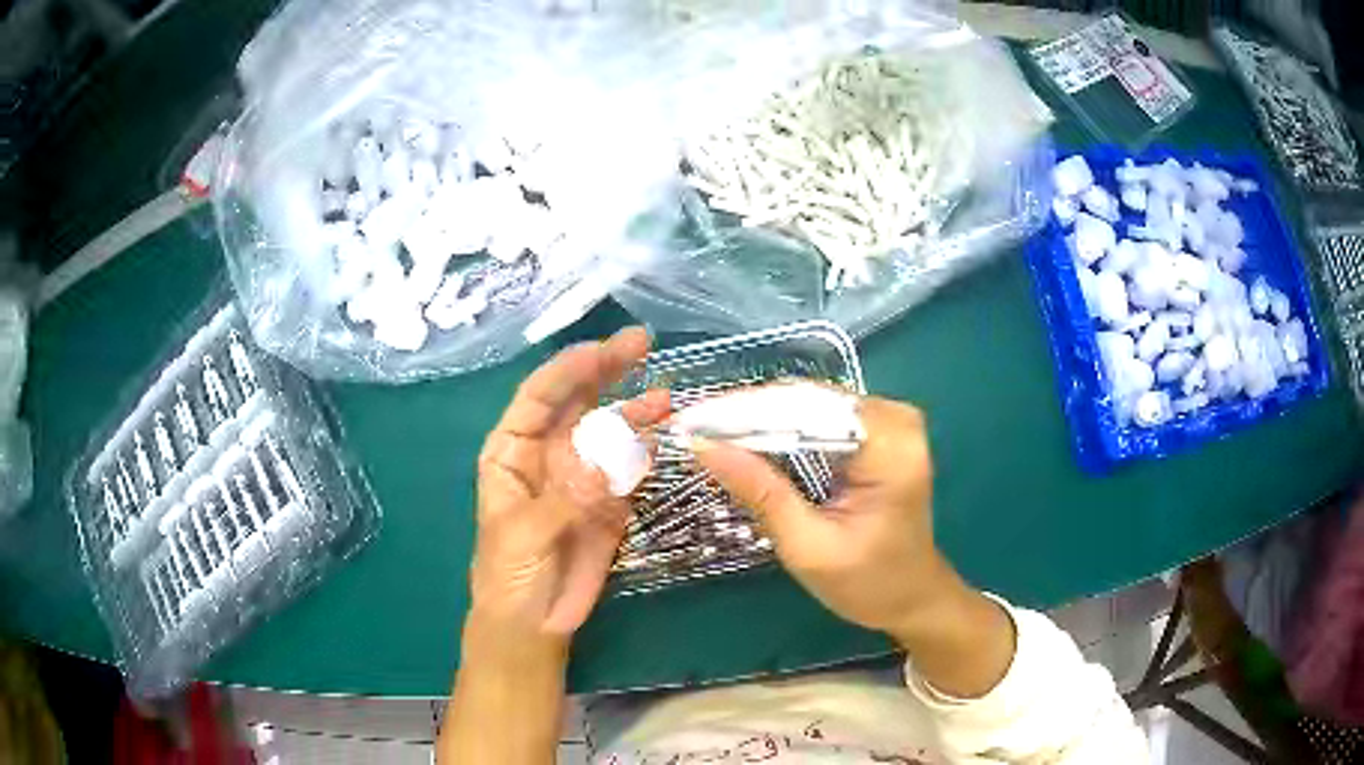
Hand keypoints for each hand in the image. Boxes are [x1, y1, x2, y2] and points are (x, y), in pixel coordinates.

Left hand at [471, 326, 669, 637]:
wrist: (534, 622)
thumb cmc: (509, 573)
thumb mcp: (524, 534)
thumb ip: (565, 498)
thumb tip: (605, 463)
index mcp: (513, 450)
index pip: (540, 396)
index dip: (571, 369)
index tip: (605, 351)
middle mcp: (549, 452)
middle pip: (578, 401)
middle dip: (607, 370)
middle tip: (641, 344)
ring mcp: (583, 475)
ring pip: (610, 431)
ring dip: (635, 412)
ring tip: (665, 400)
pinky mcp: (610, 501)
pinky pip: (629, 469)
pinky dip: (644, 454)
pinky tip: (658, 442)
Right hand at [694, 396, 952, 643]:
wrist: (913, 596)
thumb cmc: (869, 583)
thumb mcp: (808, 547)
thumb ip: (761, 493)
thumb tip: (703, 445)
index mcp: (890, 448)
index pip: (808, 410)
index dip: (746, 413)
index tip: (693, 423)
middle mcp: (896, 420)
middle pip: (809, 400)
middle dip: (749, 415)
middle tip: (694, 429)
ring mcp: (891, 420)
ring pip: (811, 403)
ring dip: (761, 419)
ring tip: (711, 432)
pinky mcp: (881, 430)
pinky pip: (822, 416)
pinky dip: (783, 428)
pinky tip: (748, 441)